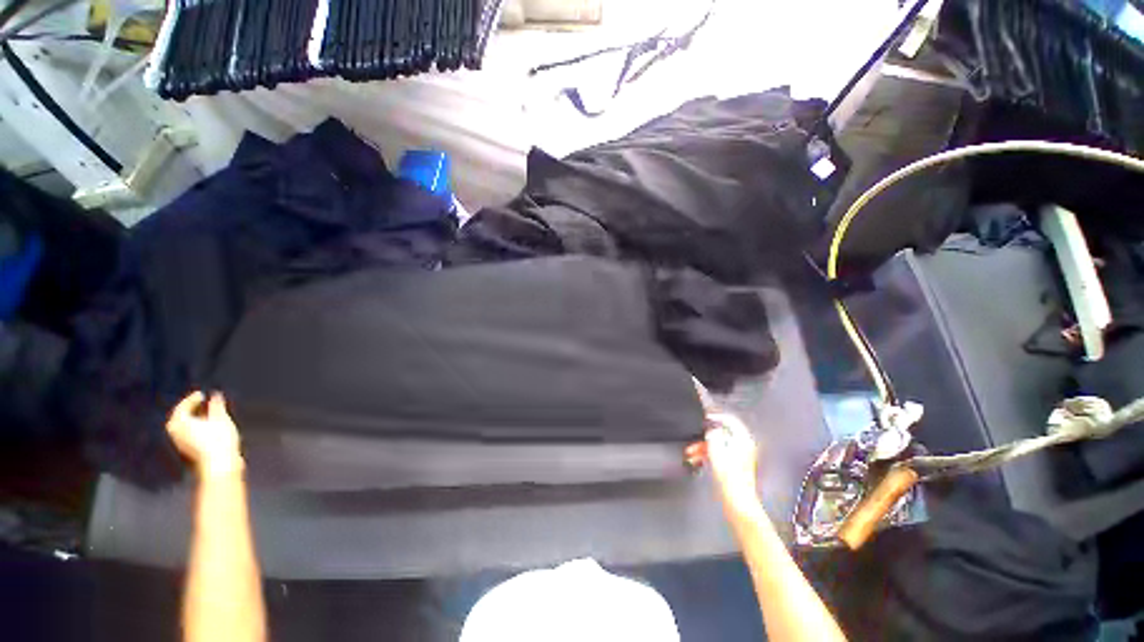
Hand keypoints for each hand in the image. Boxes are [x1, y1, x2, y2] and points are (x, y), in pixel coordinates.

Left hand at [166, 391, 243, 476]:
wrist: (219, 464)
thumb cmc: (219, 439)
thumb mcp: (220, 419)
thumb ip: (216, 406)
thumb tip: (215, 395)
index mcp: (180, 422)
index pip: (182, 407)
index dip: (192, 399)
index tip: (201, 394)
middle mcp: (175, 431)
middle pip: (180, 417)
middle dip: (190, 409)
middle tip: (201, 402)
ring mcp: (180, 442)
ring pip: (183, 426)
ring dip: (193, 418)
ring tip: (205, 414)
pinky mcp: (187, 450)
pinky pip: (187, 433)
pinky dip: (195, 426)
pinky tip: (206, 427)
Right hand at [688, 412, 761, 516]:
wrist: (736, 500)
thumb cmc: (729, 476)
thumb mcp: (716, 448)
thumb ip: (713, 434)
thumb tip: (711, 429)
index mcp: (743, 439)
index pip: (730, 420)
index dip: (715, 417)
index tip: (704, 418)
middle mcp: (743, 446)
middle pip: (721, 433)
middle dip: (705, 436)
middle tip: (694, 438)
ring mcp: (739, 457)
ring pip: (717, 445)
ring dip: (703, 446)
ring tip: (691, 452)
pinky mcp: (733, 467)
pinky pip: (718, 455)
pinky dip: (707, 455)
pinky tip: (697, 460)